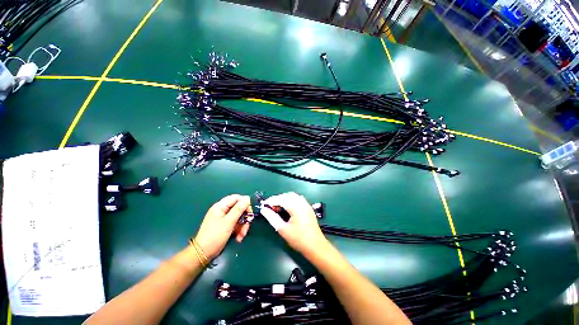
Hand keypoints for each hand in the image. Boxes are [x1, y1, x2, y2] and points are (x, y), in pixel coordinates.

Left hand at [194, 194, 251, 259]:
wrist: (203, 253)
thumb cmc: (215, 236)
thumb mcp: (228, 222)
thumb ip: (239, 209)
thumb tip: (247, 198)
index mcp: (220, 206)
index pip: (236, 198)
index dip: (245, 203)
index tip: (250, 212)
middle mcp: (222, 210)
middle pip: (239, 208)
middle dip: (244, 218)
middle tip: (247, 225)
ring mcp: (223, 218)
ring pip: (239, 217)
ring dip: (242, 226)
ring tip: (242, 235)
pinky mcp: (225, 225)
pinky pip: (235, 224)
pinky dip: (239, 230)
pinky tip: (239, 238)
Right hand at [263, 192, 327, 255]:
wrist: (316, 246)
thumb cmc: (298, 239)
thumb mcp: (282, 229)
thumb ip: (272, 217)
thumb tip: (263, 210)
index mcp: (295, 206)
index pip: (281, 198)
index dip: (271, 201)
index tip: (263, 205)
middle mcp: (301, 202)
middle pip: (286, 195)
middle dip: (277, 199)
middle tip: (270, 208)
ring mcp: (306, 204)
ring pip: (292, 196)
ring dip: (284, 199)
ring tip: (277, 208)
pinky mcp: (308, 207)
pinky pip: (297, 199)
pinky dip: (290, 201)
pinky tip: (287, 209)